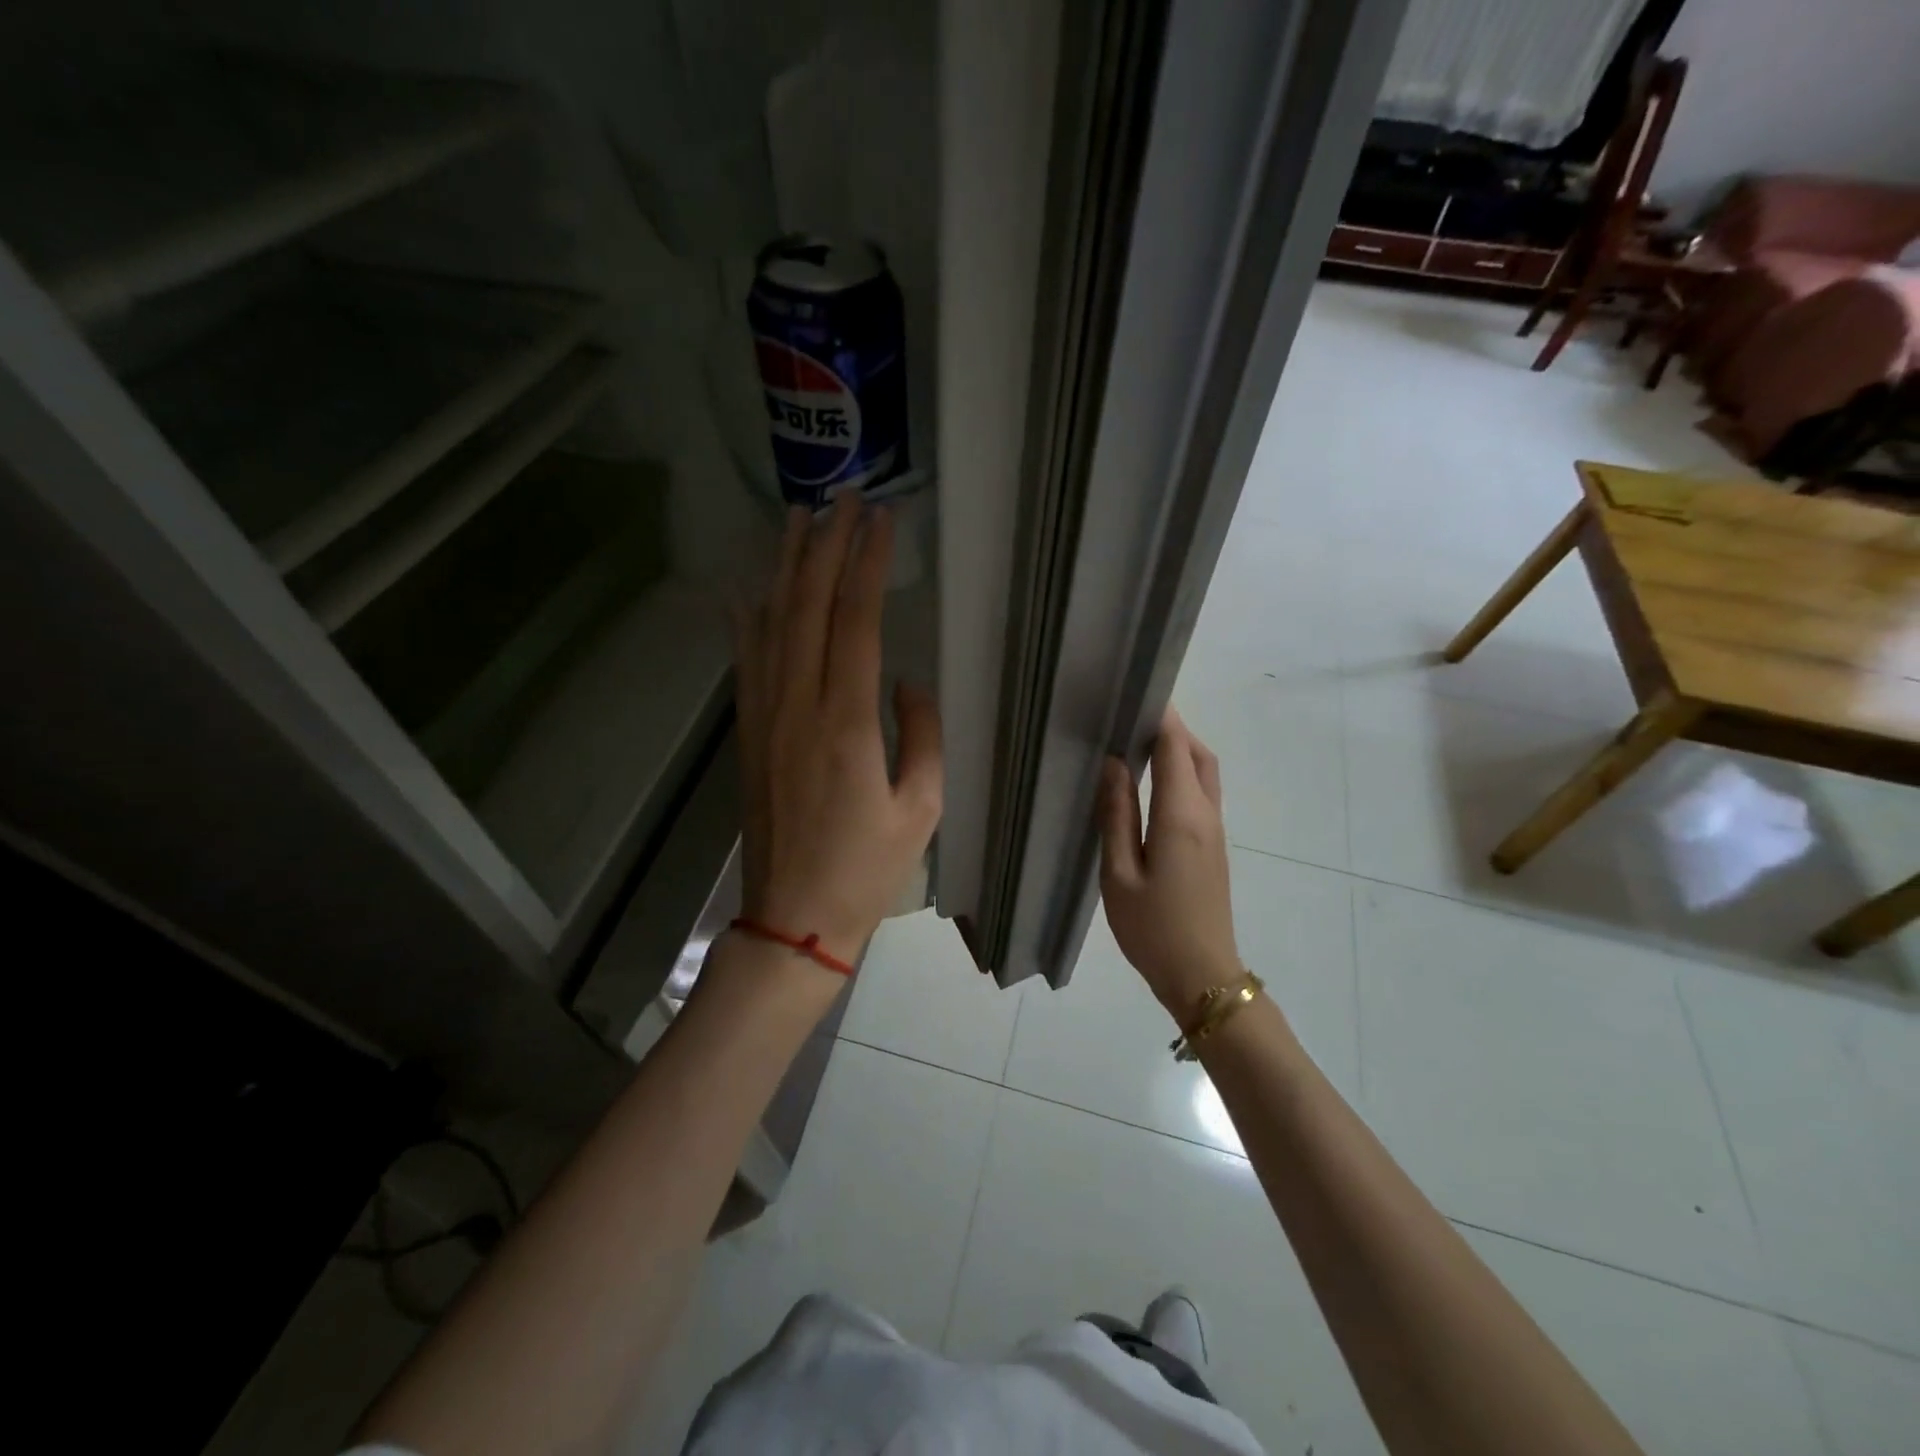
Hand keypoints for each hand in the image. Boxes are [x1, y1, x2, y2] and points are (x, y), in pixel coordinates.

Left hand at [733, 495, 942, 970]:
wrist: (793, 917)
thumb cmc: (867, 869)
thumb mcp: (922, 807)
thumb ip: (920, 733)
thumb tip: (904, 680)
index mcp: (846, 722)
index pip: (855, 620)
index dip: (866, 564)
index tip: (881, 519)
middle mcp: (797, 706)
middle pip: (807, 606)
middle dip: (826, 546)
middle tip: (842, 496)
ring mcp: (765, 717)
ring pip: (771, 623)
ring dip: (785, 567)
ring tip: (797, 518)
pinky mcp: (749, 732)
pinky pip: (746, 661)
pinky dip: (747, 617)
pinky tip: (747, 587)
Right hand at [1098, 709, 1241, 1018]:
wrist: (1202, 976)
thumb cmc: (1152, 929)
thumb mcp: (1119, 875)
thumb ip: (1116, 816)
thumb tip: (1114, 765)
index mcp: (1181, 817)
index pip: (1175, 748)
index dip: (1160, 716)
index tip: (1135, 693)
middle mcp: (1206, 815)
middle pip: (1198, 754)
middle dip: (1173, 728)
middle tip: (1134, 715)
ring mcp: (1215, 831)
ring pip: (1204, 773)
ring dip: (1180, 749)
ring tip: (1140, 742)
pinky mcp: (1213, 846)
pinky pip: (1202, 794)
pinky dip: (1183, 772)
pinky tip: (1153, 782)